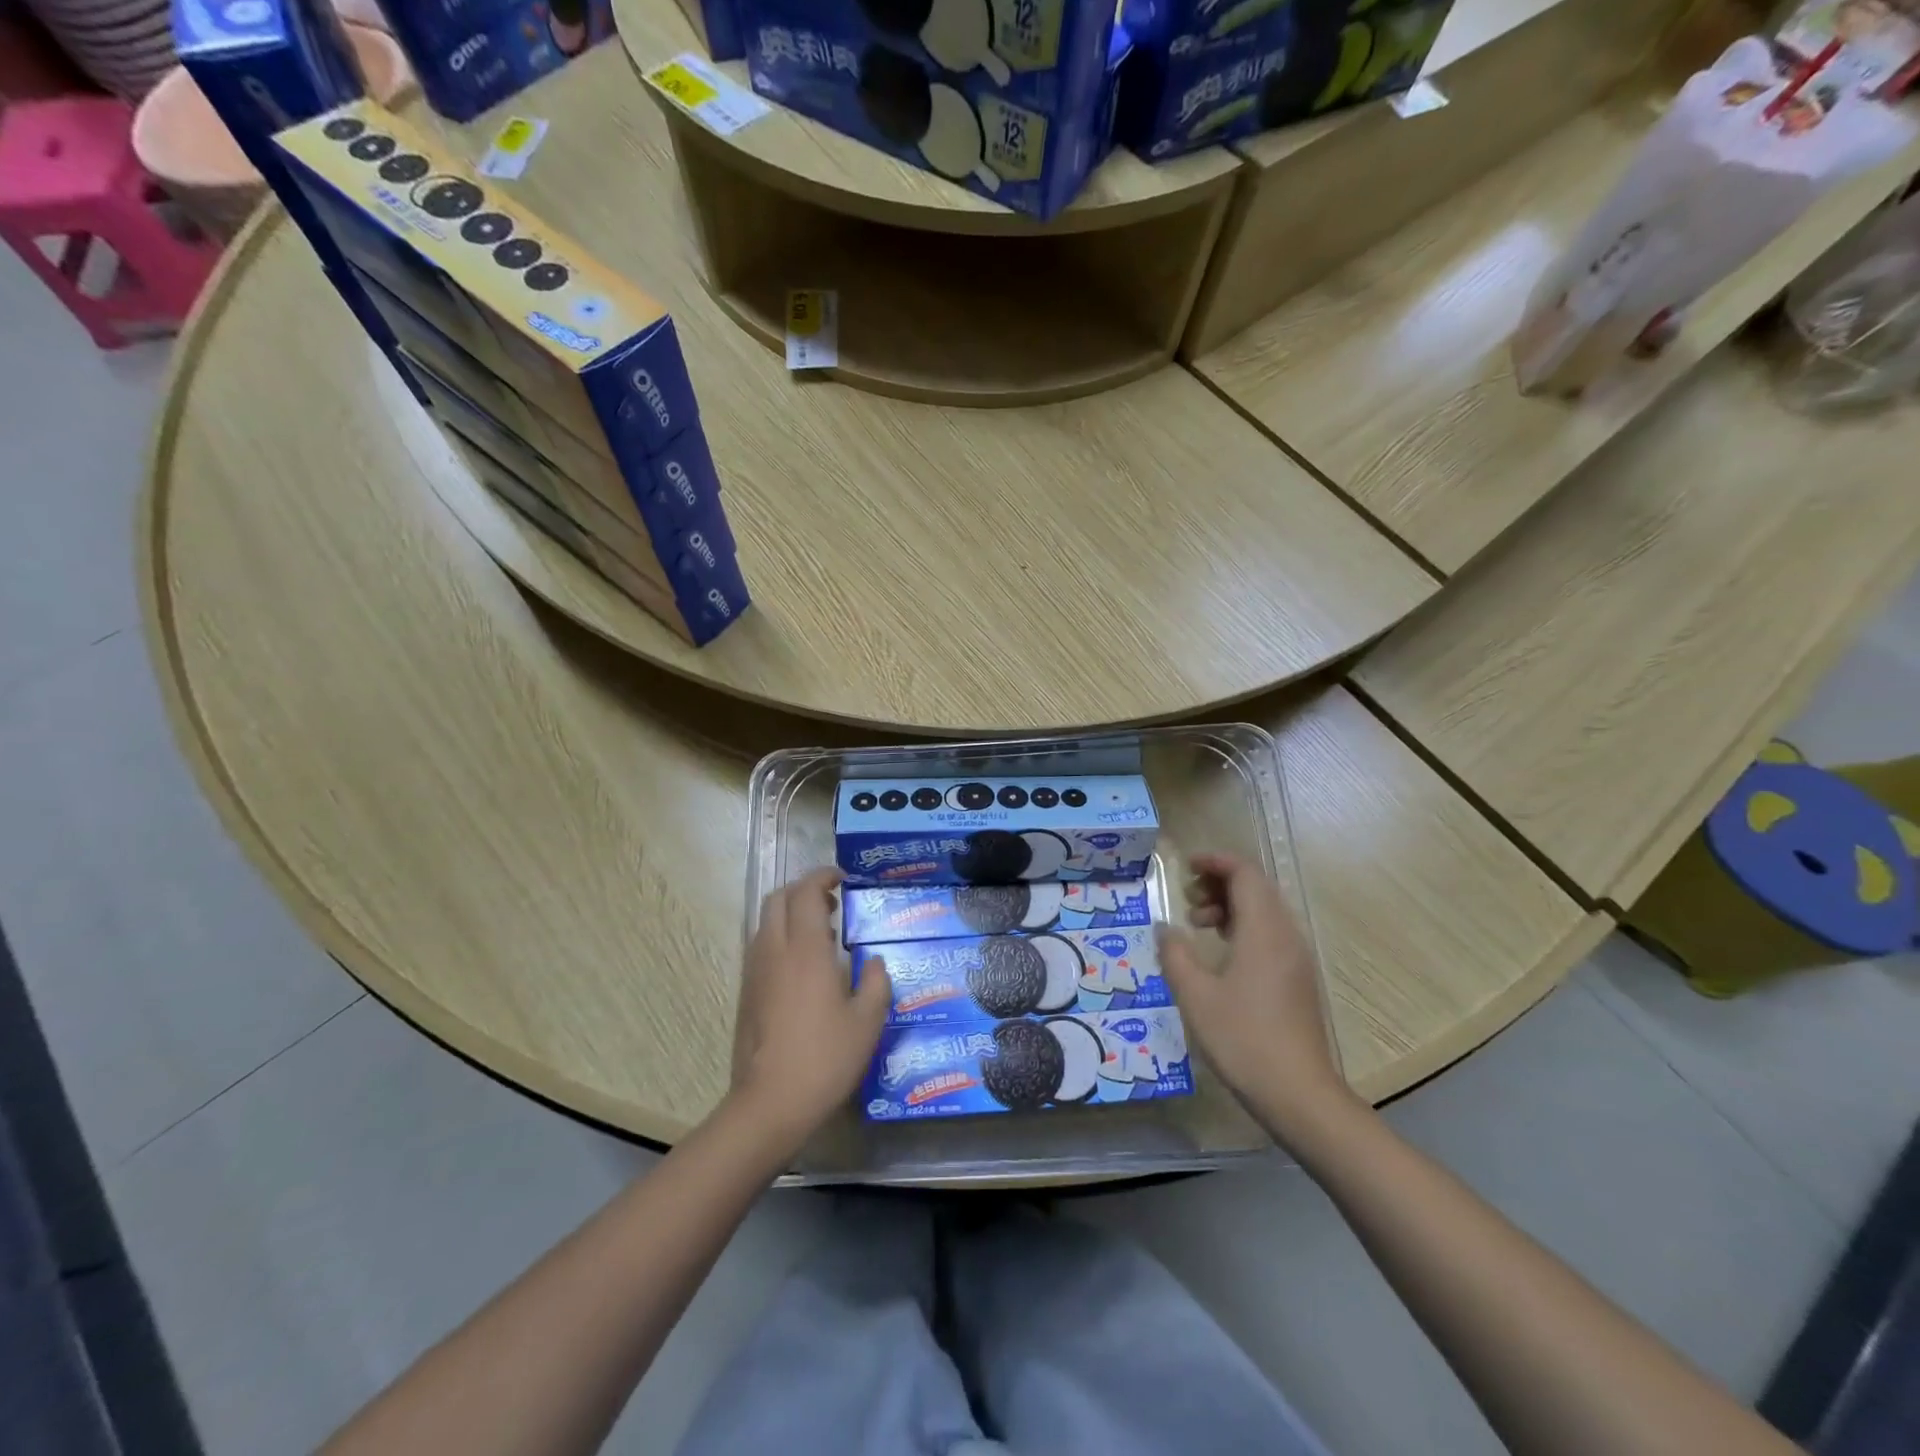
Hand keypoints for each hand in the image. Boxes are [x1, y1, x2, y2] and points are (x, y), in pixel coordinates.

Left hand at [729, 868, 890, 1150]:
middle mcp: (774, 950)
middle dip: (804, 889)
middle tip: (833, 902)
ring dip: (791, 913)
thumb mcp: (867, 1022)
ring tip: (822, 933)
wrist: (769, 1103)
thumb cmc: (825, 1058)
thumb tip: (873, 962)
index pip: (807, 892)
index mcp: (806, 949)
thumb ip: (875, 983)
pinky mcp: (747, 991)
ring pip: (766, 921)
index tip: (843, 878)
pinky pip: (761, 945)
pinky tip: (804, 967)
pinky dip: (781, 937)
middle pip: (779, 898)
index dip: (823, 876)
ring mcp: (755, 970)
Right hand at [1157, 852, 1350, 1141]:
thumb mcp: (1195, 995)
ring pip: (1264, 911)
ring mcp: (1296, 958)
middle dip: (1219, 882)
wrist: (1299, 1095)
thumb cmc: (1243, 1039)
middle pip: (1256, 887)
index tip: (1185, 866)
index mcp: (1264, 931)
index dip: (1215, 861)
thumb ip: (1175, 954)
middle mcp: (1286, 935)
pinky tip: (1220, 953)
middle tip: (1186, 899)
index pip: (1245, 873)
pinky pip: (1269, 933)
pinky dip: (1242, 927)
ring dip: (1229, 906)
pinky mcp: (1297, 979)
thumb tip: (1164, 928)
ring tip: (1197, 925)